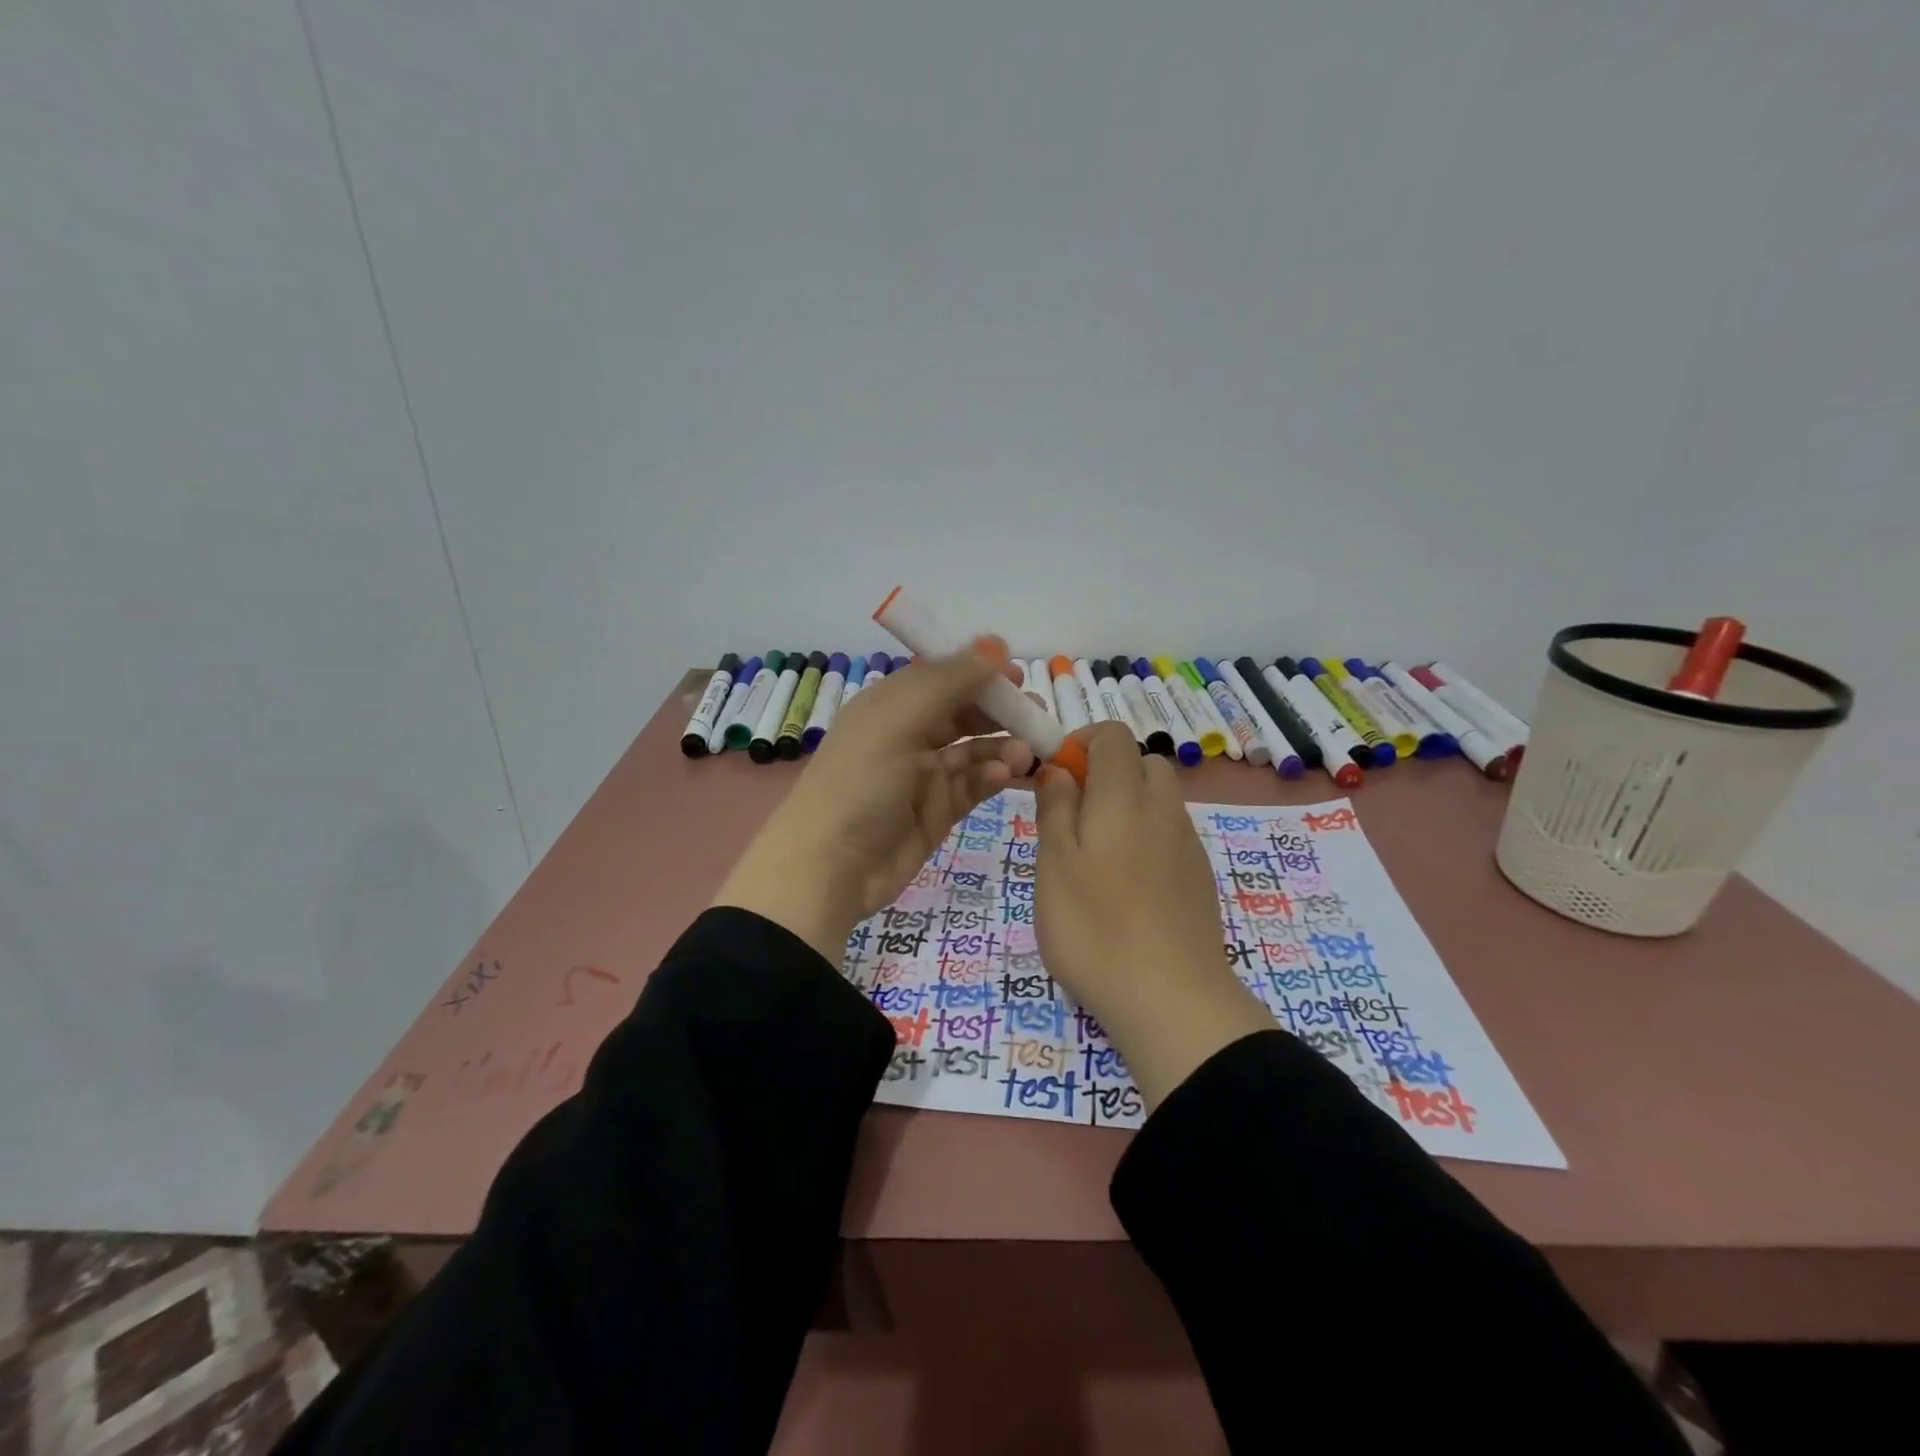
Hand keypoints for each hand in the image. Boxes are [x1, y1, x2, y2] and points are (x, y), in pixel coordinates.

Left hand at [714, 642, 1034, 964]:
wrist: (830, 868)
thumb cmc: (860, 782)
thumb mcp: (899, 720)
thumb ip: (950, 681)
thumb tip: (997, 644)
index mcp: (891, 704)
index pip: (942, 675)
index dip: (978, 670)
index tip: (1017, 673)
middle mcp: (909, 734)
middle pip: (964, 711)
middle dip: (1001, 709)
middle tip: (1036, 712)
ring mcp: (925, 775)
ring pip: (976, 749)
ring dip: (1004, 745)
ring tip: (1029, 751)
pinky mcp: (939, 811)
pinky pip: (974, 784)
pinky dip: (993, 776)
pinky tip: (1005, 775)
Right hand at [1033, 722, 1273, 1106]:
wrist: (1171, 998)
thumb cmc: (1094, 926)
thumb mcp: (1053, 864)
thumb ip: (1055, 807)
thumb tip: (1058, 769)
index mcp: (1124, 796)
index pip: (1113, 735)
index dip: (1081, 742)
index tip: (1056, 776)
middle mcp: (1163, 809)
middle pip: (1142, 763)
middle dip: (1107, 772)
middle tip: (1073, 815)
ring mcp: (1187, 844)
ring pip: (1158, 799)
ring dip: (1127, 805)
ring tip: (1095, 855)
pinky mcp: (1200, 877)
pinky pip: (1170, 834)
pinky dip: (1146, 837)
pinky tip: (1126, 885)